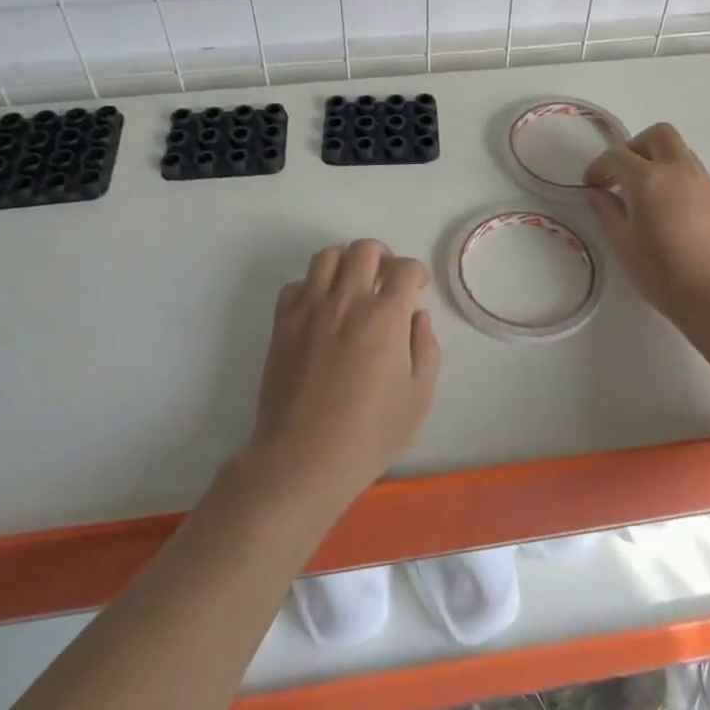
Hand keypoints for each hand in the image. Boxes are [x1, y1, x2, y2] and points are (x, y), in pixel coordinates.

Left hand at [246, 239, 441, 512]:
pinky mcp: (283, 324)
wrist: (302, 460)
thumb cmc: (368, 435)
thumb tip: (417, 317)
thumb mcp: (418, 399)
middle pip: (365, 249)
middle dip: (383, 256)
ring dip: (346, 262)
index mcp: (385, 317)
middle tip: (386, 279)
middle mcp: (347, 301)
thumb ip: (426, 349)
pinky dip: (311, 287)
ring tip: (352, 285)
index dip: (416, 273)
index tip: (417, 288)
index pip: (405, 268)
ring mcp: (310, 310)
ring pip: (327, 256)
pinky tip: (320, 309)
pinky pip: (295, 285)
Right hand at [584, 123, 709, 325]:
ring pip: (680, 151)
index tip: (592, 185)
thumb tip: (597, 193)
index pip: (617, 155)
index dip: (599, 166)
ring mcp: (705, 181)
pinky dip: (678, 178)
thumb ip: (607, 211)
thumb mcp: (623, 244)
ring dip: (659, 160)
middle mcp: (679, 170)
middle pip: (658, 134)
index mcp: (648, 178)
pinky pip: (695, 173)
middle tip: (623, 174)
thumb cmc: (663, 273)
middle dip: (635, 146)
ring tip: (647, 193)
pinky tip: (672, 210)